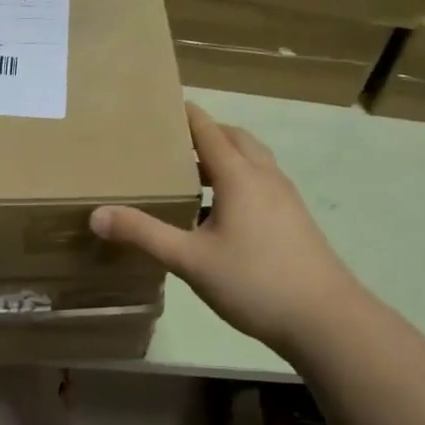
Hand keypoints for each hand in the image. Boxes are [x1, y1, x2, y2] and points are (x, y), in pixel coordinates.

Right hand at [90, 102, 363, 359]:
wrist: (327, 320)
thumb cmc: (255, 283)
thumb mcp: (190, 260)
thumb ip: (144, 234)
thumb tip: (97, 215)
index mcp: (239, 176)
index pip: (208, 130)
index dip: (185, 113)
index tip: (159, 103)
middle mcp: (265, 177)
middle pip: (234, 138)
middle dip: (204, 132)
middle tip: (170, 141)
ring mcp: (285, 197)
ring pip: (252, 160)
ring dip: (224, 156)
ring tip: (191, 174)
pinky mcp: (295, 219)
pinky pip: (262, 182)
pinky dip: (238, 179)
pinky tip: (220, 213)